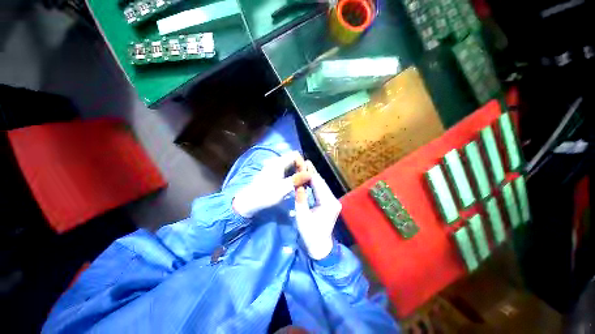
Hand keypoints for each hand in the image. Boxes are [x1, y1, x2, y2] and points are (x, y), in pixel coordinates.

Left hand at [233, 151, 310, 217]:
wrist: (249, 201)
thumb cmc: (265, 195)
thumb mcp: (283, 188)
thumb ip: (296, 180)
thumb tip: (310, 174)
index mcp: (279, 163)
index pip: (296, 155)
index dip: (302, 163)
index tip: (305, 175)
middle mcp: (277, 162)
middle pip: (293, 159)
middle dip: (301, 168)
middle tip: (305, 180)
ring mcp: (274, 167)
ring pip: (290, 165)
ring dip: (297, 172)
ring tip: (301, 183)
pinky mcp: (273, 173)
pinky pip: (286, 170)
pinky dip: (292, 175)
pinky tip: (293, 184)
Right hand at [295, 161, 341, 259]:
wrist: (320, 246)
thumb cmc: (310, 233)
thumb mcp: (302, 216)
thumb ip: (300, 198)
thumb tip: (297, 183)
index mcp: (328, 203)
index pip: (318, 184)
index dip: (309, 174)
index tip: (301, 165)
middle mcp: (333, 200)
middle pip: (321, 182)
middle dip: (312, 173)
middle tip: (303, 162)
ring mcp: (333, 201)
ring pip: (322, 185)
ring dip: (313, 177)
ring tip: (305, 167)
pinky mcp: (330, 203)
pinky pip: (322, 190)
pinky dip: (315, 184)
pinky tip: (309, 178)